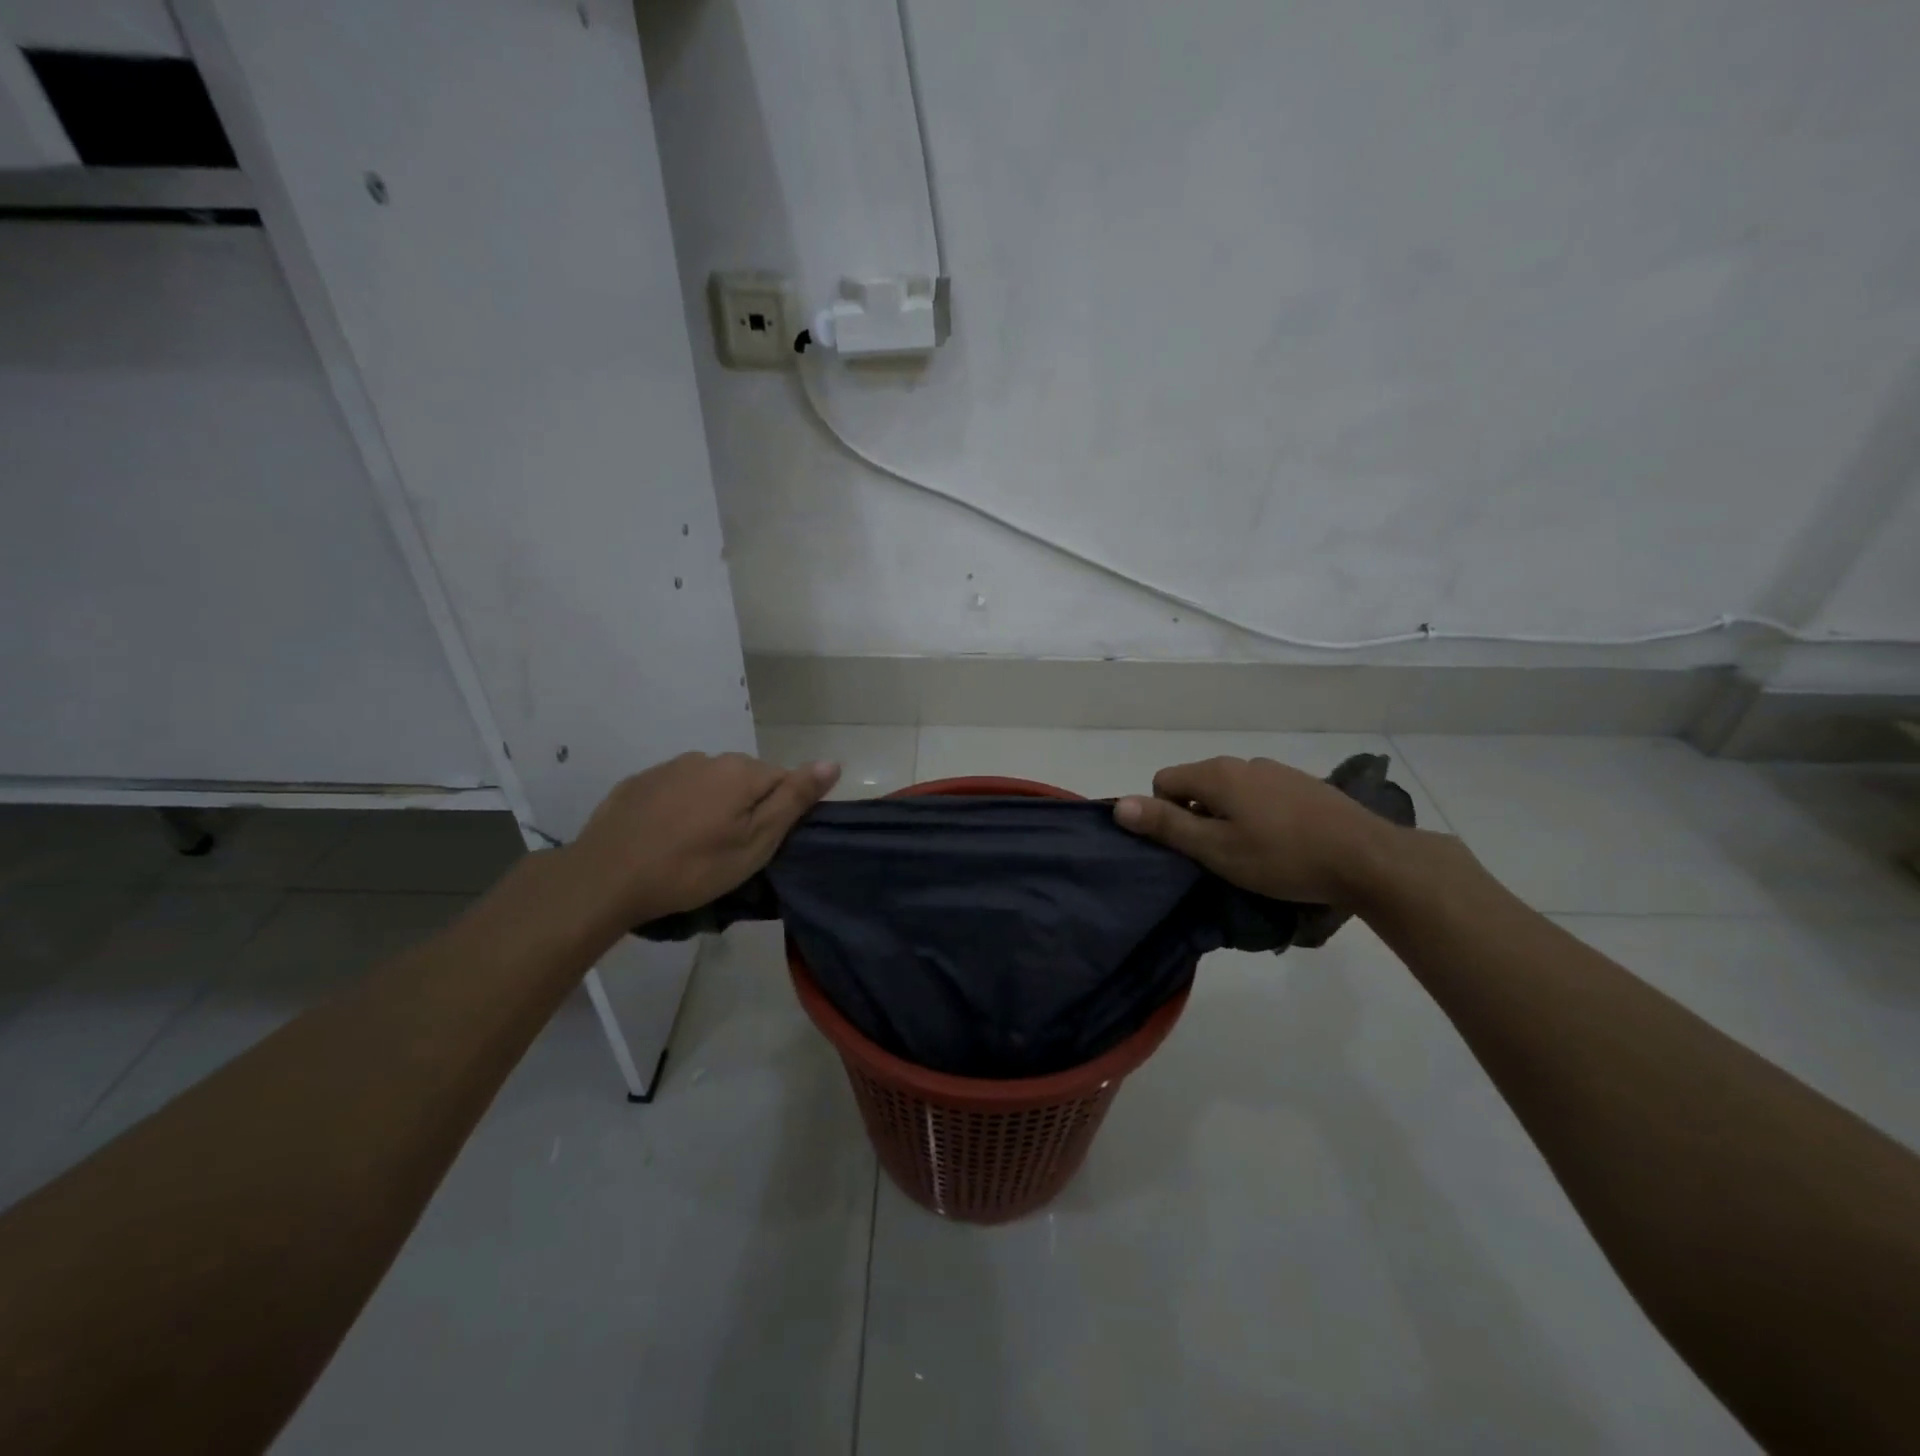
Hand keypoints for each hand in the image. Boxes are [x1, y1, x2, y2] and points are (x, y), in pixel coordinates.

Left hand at [565, 752, 839, 926]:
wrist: (606, 877)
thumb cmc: (693, 866)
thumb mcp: (756, 842)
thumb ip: (794, 799)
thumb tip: (832, 762)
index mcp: (741, 770)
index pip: (783, 780)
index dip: (779, 814)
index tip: (761, 847)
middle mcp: (708, 758)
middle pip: (745, 781)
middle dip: (745, 809)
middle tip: (730, 853)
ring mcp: (669, 767)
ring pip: (709, 785)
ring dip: (711, 808)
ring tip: (695, 849)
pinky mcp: (638, 783)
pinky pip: (674, 792)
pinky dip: (678, 810)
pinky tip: (664, 839)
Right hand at [1114, 756, 1401, 906]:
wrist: (1367, 858)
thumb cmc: (1281, 857)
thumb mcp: (1215, 849)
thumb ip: (1166, 825)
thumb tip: (1119, 805)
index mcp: (1216, 774)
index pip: (1163, 781)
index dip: (1165, 815)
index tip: (1191, 847)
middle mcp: (1243, 762)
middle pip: (1197, 784)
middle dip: (1196, 816)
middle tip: (1218, 856)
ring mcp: (1276, 770)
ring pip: (1230, 791)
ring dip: (1228, 817)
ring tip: (1252, 853)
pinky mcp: (1303, 784)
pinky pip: (1260, 795)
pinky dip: (1257, 815)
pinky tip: (1282, 843)